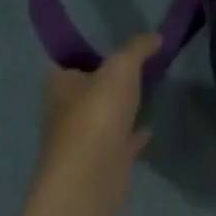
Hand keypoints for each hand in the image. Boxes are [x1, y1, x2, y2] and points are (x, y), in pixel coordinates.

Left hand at [39, 35, 158, 204]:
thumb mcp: (122, 67)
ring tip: (148, 91)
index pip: (64, 64)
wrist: (91, 179)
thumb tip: (155, 37)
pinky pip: (120, 142)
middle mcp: (65, 113)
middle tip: (136, 65)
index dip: (83, 54)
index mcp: (60, 87)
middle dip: (105, 81)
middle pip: (85, 91)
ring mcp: (82, 142)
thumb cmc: (97, 113)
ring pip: (102, 117)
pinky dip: (133, 135)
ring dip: (120, 108)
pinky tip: (150, 127)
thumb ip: (138, 48)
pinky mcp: (101, 163)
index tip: (108, 45)